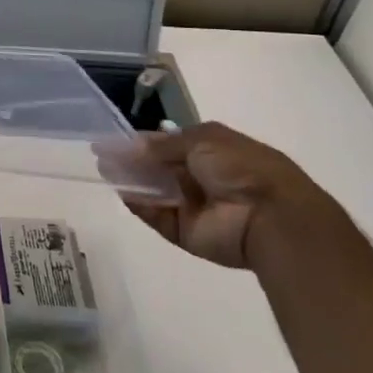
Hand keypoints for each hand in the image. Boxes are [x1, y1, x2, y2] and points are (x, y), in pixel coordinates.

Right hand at [96, 121, 333, 269]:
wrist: (269, 215)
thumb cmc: (240, 167)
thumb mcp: (202, 139)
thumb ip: (163, 144)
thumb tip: (131, 146)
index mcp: (211, 151)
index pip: (168, 144)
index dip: (141, 142)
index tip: (113, 140)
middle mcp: (200, 178)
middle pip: (158, 169)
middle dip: (131, 162)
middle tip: (102, 157)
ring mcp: (193, 207)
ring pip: (154, 192)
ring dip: (131, 182)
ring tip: (106, 172)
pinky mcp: (186, 233)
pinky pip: (158, 217)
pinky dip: (140, 206)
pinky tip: (123, 193)